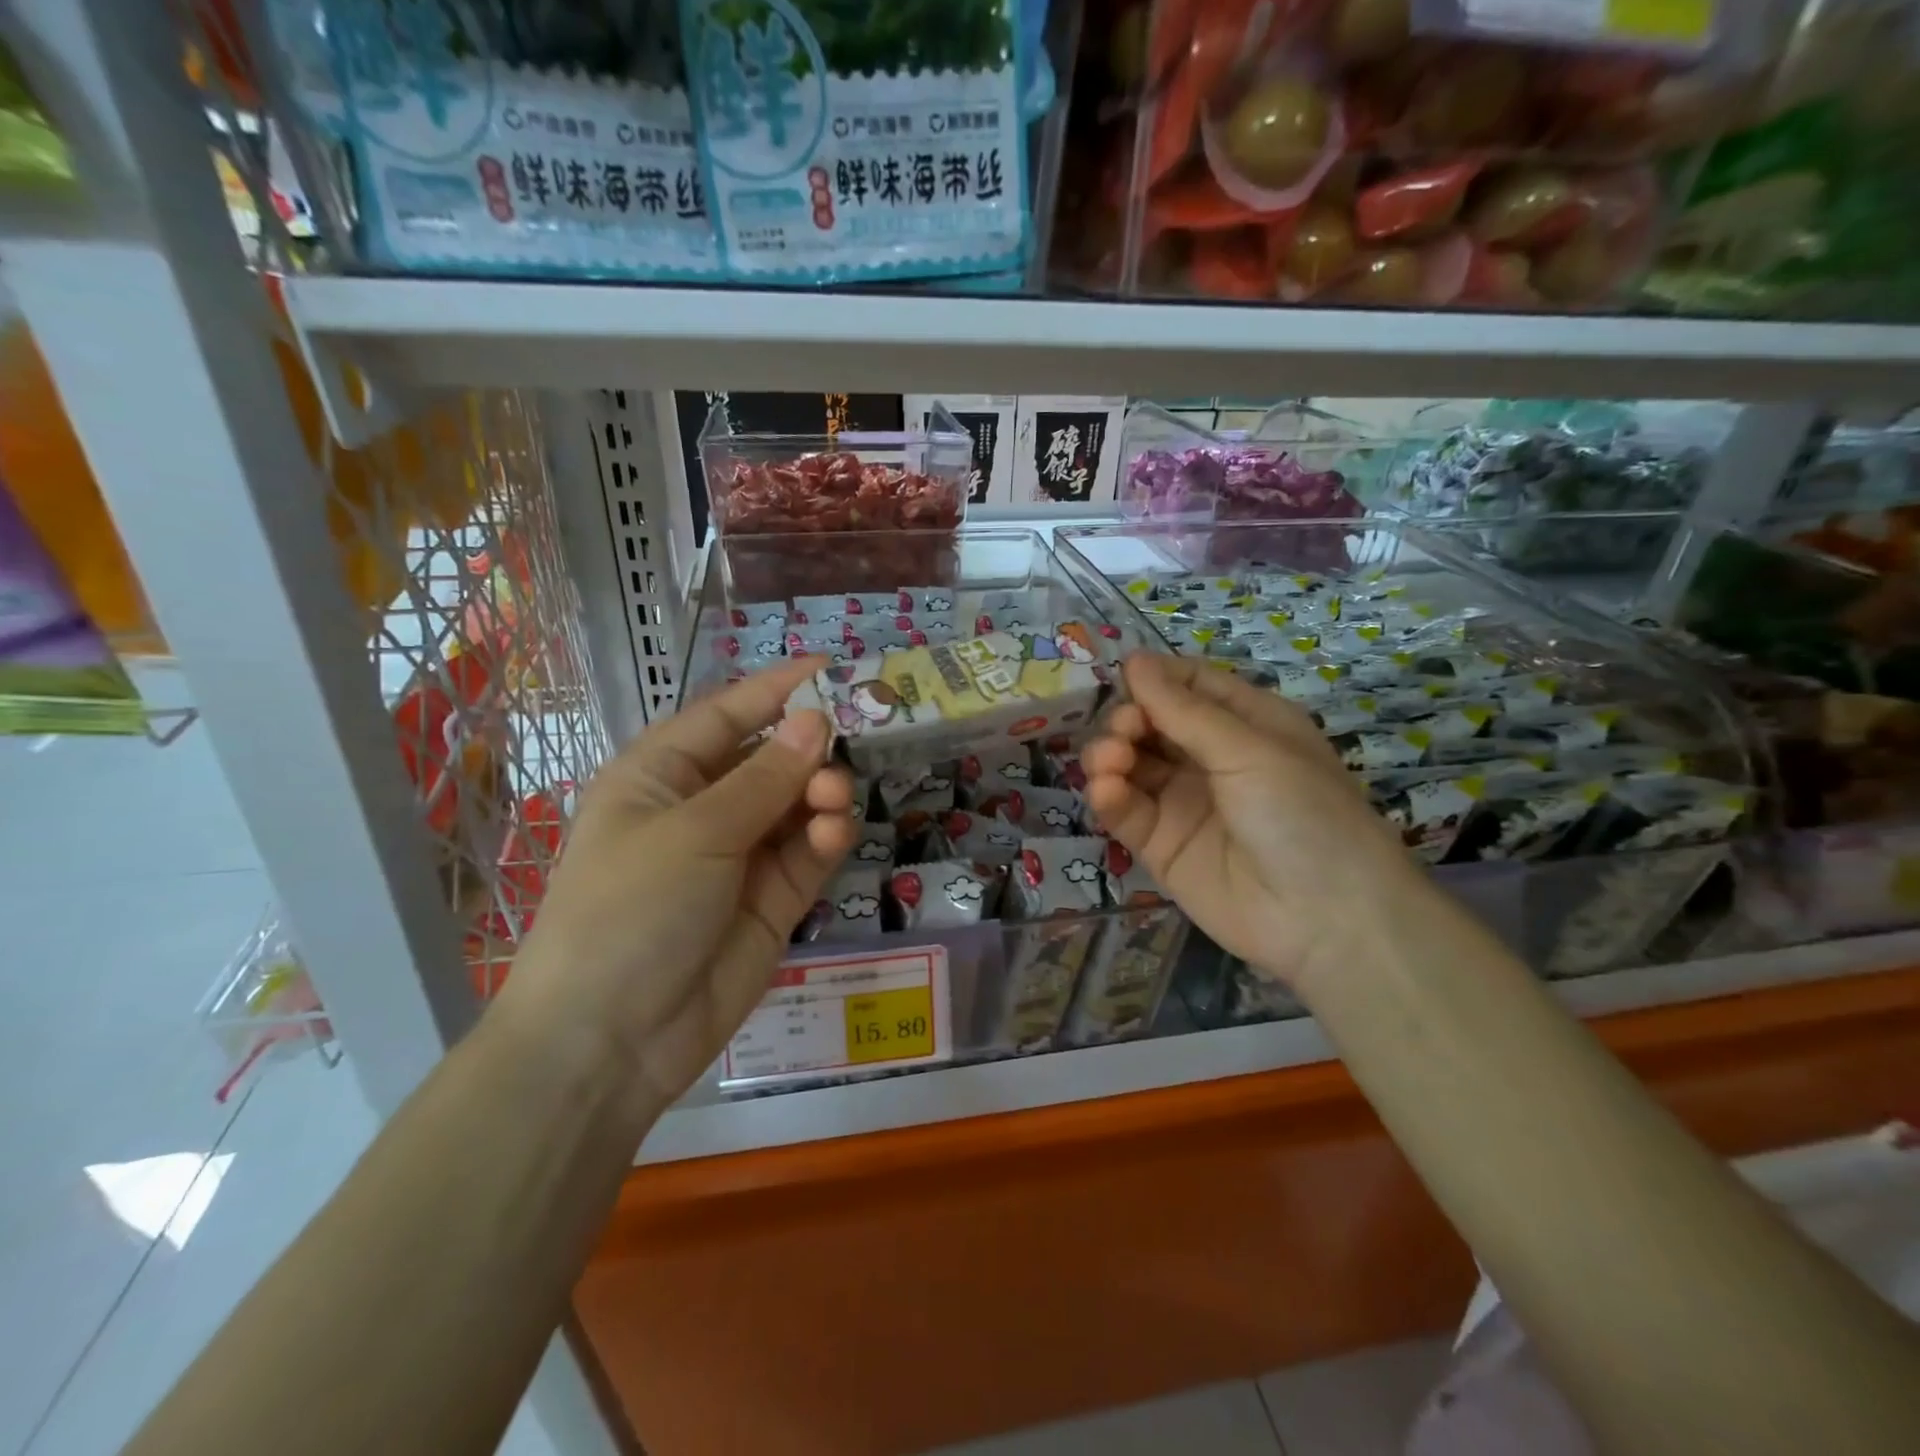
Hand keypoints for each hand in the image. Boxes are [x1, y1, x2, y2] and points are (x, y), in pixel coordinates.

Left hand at [502, 659, 855, 1107]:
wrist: (610, 1041)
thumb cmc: (631, 910)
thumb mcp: (695, 833)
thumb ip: (764, 778)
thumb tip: (816, 719)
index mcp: (661, 775)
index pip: (727, 715)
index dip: (777, 689)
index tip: (832, 668)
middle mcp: (702, 808)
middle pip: (770, 759)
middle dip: (809, 751)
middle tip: (844, 754)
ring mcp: (739, 856)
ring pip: (796, 804)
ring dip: (820, 794)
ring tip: (832, 803)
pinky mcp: (771, 900)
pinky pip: (806, 852)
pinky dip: (825, 836)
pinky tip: (834, 832)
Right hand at [1084, 653, 1425, 991]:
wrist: (1325, 920)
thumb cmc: (1302, 814)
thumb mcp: (1250, 750)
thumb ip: (1184, 710)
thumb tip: (1134, 660)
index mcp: (1246, 724)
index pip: (1189, 685)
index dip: (1155, 678)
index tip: (1124, 677)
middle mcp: (1211, 757)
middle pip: (1151, 722)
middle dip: (1129, 719)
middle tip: (1125, 733)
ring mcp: (1182, 802)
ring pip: (1130, 764)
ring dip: (1110, 754)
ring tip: (1111, 761)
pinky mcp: (1159, 844)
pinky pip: (1125, 809)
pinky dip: (1109, 796)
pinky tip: (1108, 791)